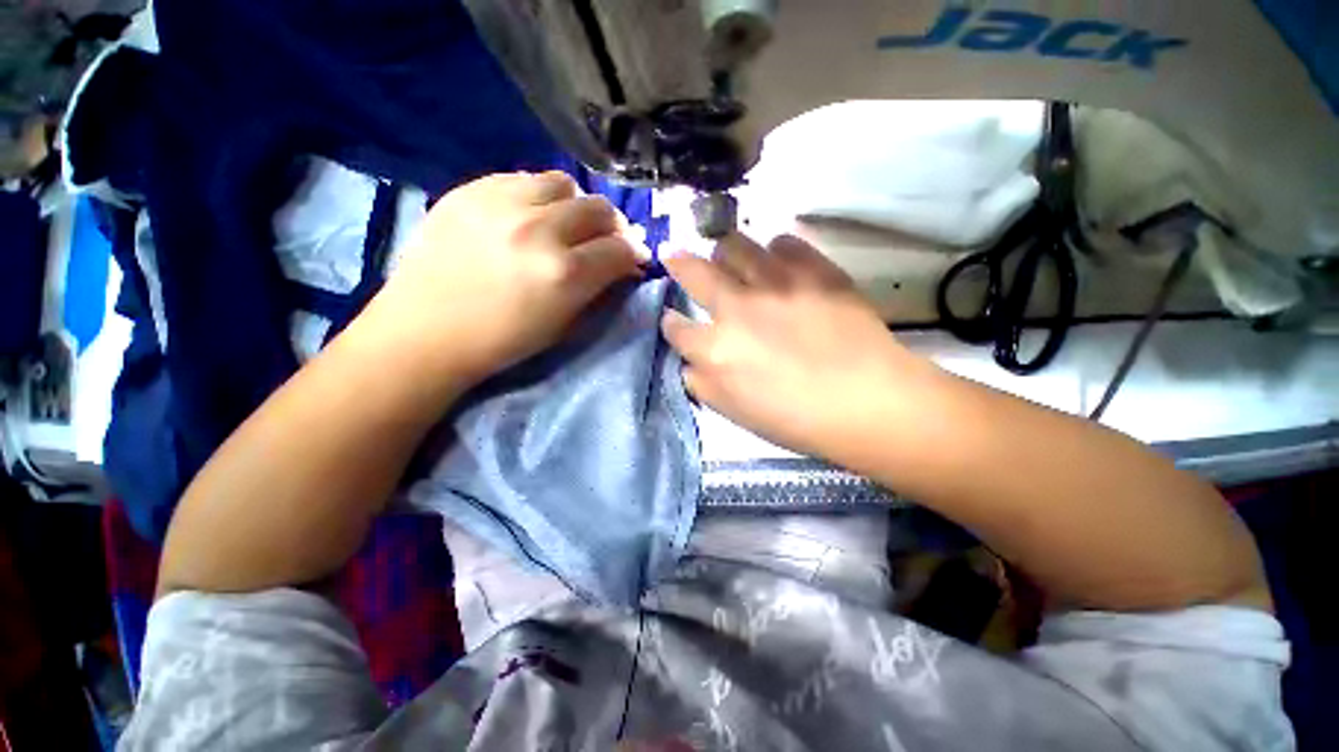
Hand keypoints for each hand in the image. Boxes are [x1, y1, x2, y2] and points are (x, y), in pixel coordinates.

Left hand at [360, 171, 642, 387]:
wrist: (426, 332)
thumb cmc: (503, 341)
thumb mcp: (564, 325)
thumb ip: (599, 290)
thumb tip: (623, 265)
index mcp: (564, 273)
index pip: (619, 249)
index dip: (634, 254)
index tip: (634, 259)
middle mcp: (539, 229)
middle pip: (598, 208)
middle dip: (612, 226)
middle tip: (606, 240)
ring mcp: (501, 204)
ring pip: (562, 182)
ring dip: (576, 204)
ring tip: (567, 223)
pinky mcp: (470, 191)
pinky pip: (521, 178)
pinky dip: (538, 195)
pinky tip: (531, 215)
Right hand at [662, 234, 933, 459]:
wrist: (868, 401)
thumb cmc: (795, 418)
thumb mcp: (734, 413)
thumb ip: (702, 384)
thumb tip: (690, 361)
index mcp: (715, 349)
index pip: (675, 326)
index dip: (670, 321)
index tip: (675, 319)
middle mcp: (736, 307)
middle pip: (693, 270)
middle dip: (678, 262)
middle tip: (676, 256)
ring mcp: (775, 282)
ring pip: (733, 244)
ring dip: (725, 252)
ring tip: (731, 258)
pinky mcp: (812, 269)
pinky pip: (782, 242)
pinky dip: (774, 251)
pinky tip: (779, 264)